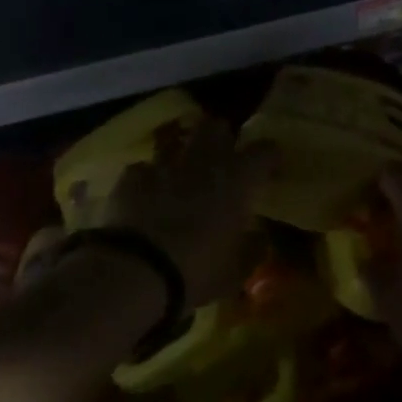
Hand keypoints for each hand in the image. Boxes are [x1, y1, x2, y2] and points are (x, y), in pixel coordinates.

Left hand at [94, 117, 272, 307]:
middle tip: (222, 161)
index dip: (269, 156)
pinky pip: (142, 167)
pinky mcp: (131, 177)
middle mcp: (203, 161)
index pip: (264, 150)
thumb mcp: (235, 273)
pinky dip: (147, 178)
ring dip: (180, 153)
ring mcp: (164, 165)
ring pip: (175, 139)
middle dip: (220, 138)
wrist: (134, 274)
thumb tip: (260, 239)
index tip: (271, 169)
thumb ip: (251, 250)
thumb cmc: (196, 273)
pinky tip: (145, 195)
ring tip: (180, 173)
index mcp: (237, 180)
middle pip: (215, 127)